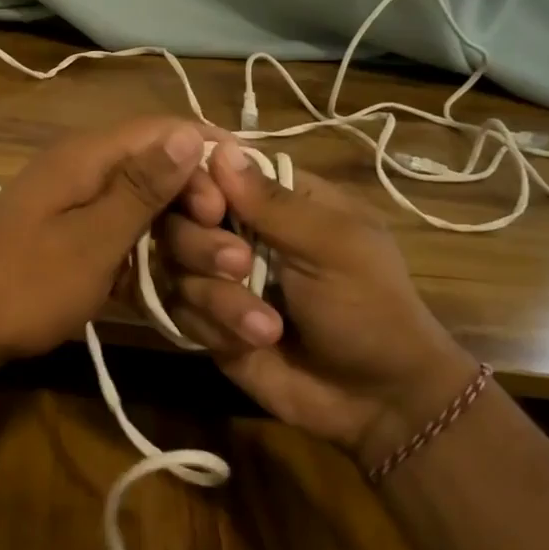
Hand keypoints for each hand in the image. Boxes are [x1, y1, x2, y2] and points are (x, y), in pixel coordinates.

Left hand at [0, 117, 221, 370]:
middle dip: (201, 212)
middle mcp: (85, 173)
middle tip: (232, 256)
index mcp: (87, 157)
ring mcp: (78, 211)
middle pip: (159, 175)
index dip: (206, 158)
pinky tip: (185, 288)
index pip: (162, 132)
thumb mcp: (91, 239)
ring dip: (183, 243)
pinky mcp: (76, 244)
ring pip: (147, 214)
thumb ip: (141, 188)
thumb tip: (189, 134)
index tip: (239, 201)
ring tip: (221, 276)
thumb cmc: (24, 284)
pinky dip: (155, 261)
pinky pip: (127, 241)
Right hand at [155, 142, 477, 455]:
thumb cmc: (369, 309)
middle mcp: (238, 232)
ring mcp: (218, 278)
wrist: (375, 402)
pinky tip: (247, 344)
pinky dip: (211, 326)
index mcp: (277, 201)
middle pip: (179, 216)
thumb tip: (220, 147)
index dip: (198, 184)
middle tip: (240, 267)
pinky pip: (178, 310)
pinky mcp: (206, 320)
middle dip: (202, 245)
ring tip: (265, 327)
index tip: (210, 207)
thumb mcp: (334, 247)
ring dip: (217, 297)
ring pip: (174, 266)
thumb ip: (274, 203)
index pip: (213, 171)